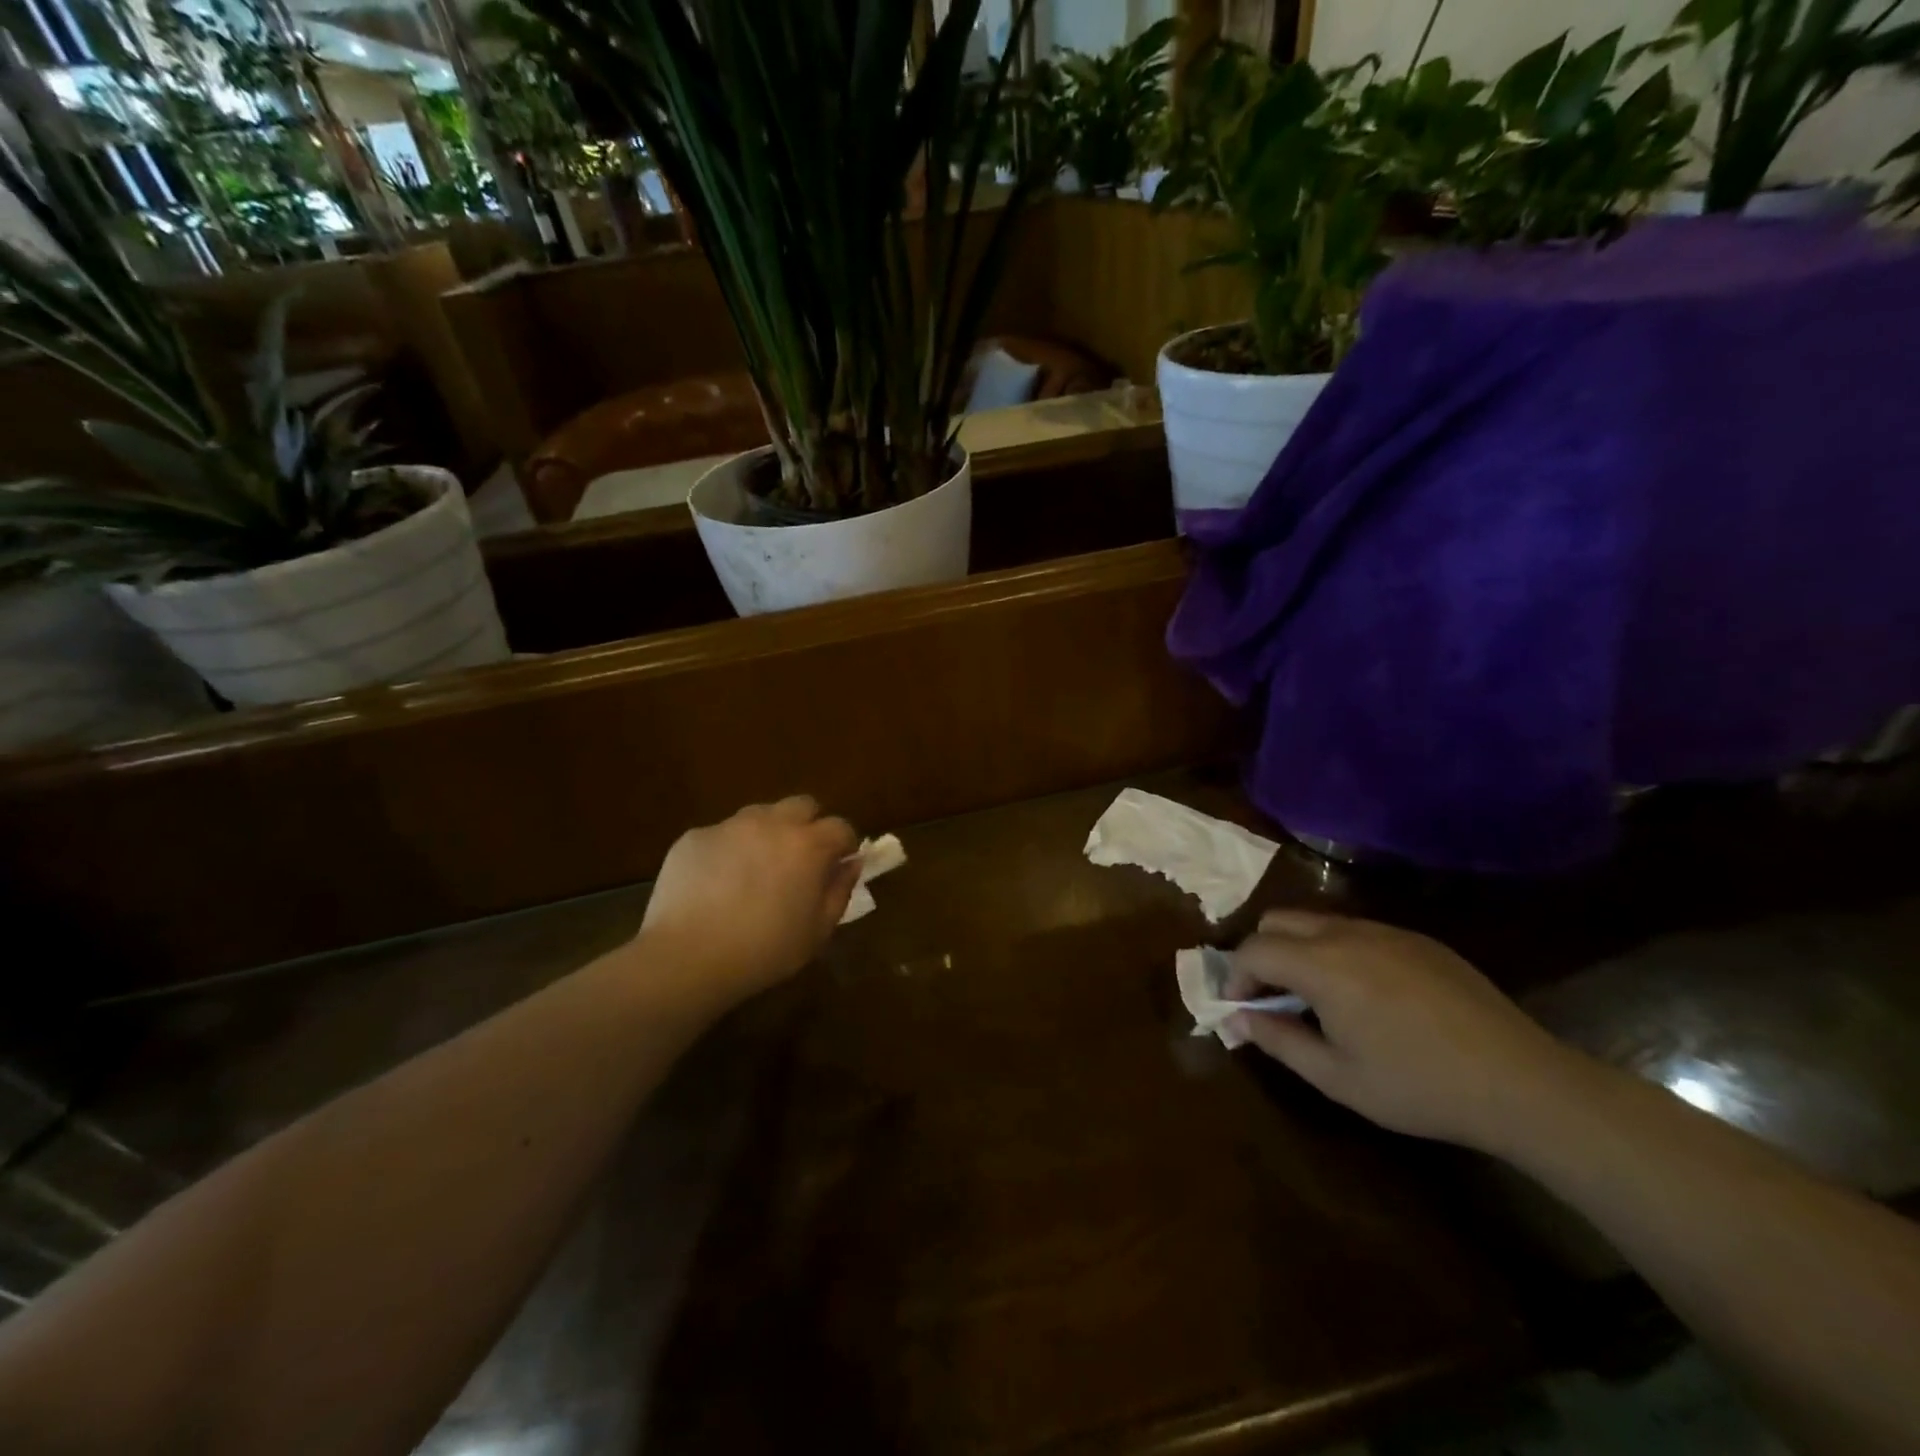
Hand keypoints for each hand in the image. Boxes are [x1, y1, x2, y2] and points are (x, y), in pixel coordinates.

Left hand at [639, 797, 859, 1006]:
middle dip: (808, 826)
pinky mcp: (695, 836)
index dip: (844, 845)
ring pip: (760, 815)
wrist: (687, 957)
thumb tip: (851, 865)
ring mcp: (730, 826)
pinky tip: (716, 884)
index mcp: (808, 845)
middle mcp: (772, 823)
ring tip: (755, 870)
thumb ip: (840, 891)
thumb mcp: (817, 932)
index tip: (838, 865)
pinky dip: (728, 851)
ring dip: (768, 833)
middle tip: (800, 860)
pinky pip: (722, 834)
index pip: (841, 827)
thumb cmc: (764, 950)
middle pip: (802, 805)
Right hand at [1227, 911, 1586, 1152]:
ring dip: (1299, 950)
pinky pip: (1358, 931)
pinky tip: (1365, 996)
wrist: (1521, 1083)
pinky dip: (1337, 951)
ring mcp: (1386, 931)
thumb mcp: (1337, 1077)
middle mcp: (1347, 934)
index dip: (1234, 977)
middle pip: (1278, 920)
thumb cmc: (1419, 1086)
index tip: (1239, 1008)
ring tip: (1316, 999)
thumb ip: (1278, 1041)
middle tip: (1271, 997)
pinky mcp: (1418, 939)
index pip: (1254, 950)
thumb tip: (1238, 1018)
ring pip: (1317, 922)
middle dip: (1261, 954)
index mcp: (1322, 965)